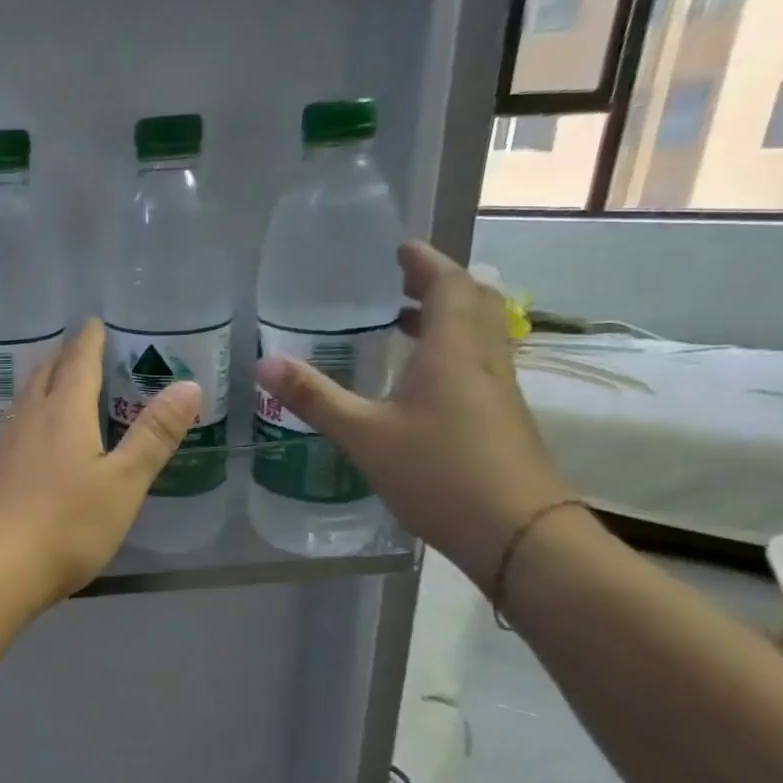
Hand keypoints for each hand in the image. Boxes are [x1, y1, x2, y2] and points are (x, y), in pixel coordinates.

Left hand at [0, 319, 200, 606]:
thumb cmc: (66, 524)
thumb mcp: (123, 483)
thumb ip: (153, 436)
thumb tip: (187, 385)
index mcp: (63, 413)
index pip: (78, 363)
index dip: (88, 341)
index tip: (92, 322)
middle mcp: (29, 420)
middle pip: (44, 375)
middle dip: (63, 358)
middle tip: (77, 348)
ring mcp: (4, 446)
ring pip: (25, 401)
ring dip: (42, 385)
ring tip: (56, 384)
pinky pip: (15, 428)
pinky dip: (31, 416)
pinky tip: (33, 437)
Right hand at [254, 241, 574, 584]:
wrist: (519, 535)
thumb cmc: (440, 474)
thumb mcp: (364, 435)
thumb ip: (314, 397)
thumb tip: (263, 362)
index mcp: (453, 353)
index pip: (450, 287)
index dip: (426, 263)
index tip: (399, 247)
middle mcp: (481, 362)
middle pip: (473, 304)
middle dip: (439, 284)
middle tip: (399, 279)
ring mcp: (496, 391)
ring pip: (477, 334)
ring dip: (444, 316)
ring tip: (401, 319)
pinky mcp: (499, 417)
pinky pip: (474, 362)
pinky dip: (447, 349)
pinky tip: (416, 377)